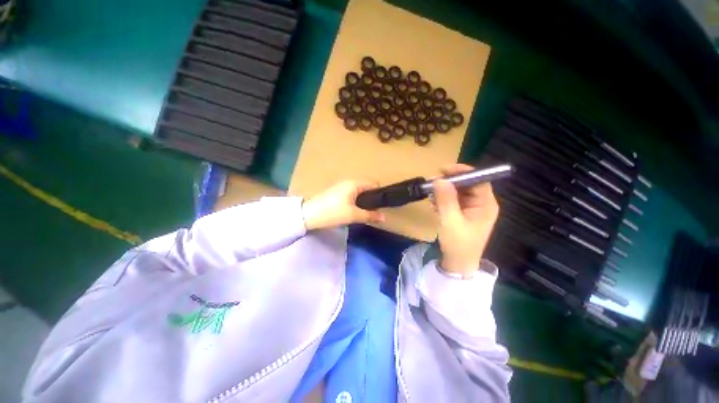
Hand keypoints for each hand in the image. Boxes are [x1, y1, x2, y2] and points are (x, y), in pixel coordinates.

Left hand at [302, 181, 385, 230]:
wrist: (308, 215)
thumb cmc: (333, 212)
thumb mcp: (353, 215)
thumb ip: (370, 215)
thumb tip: (384, 217)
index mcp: (354, 183)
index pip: (374, 183)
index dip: (379, 194)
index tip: (380, 206)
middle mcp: (349, 182)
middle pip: (366, 187)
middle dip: (371, 199)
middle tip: (372, 211)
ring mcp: (341, 186)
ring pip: (359, 192)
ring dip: (363, 201)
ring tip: (363, 212)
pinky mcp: (336, 192)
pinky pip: (351, 194)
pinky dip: (355, 201)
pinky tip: (352, 211)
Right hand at [433, 164, 498, 275]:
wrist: (458, 263)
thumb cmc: (458, 244)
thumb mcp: (450, 221)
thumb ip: (446, 199)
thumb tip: (439, 179)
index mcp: (486, 204)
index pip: (478, 180)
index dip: (462, 172)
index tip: (443, 169)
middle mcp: (482, 204)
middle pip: (467, 184)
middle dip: (449, 183)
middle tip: (432, 183)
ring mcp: (473, 208)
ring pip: (459, 191)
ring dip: (444, 192)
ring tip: (431, 198)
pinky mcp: (464, 213)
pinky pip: (454, 200)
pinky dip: (443, 200)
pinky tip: (434, 205)